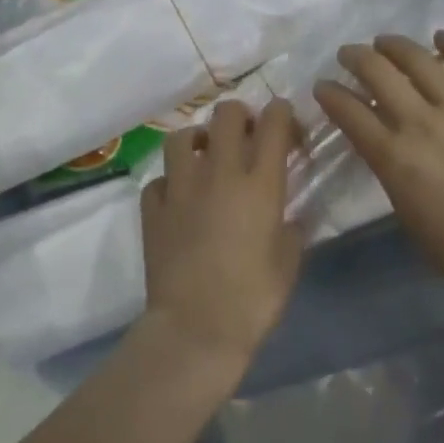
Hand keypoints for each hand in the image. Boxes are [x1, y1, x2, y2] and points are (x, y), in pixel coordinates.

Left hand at [139, 99, 303, 378]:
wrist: (196, 328)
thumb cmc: (253, 298)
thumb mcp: (288, 262)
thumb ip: (291, 230)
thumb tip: (288, 219)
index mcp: (260, 183)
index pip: (273, 123)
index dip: (281, 114)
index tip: (285, 125)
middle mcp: (219, 173)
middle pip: (225, 115)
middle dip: (239, 115)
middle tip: (246, 135)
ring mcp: (180, 188)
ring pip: (181, 137)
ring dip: (197, 140)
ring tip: (205, 157)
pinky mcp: (152, 209)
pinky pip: (158, 180)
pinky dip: (170, 182)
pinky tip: (179, 199)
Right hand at [315, 32, 443, 303]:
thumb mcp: (405, 210)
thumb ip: (391, 170)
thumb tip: (387, 146)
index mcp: (392, 155)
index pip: (349, 112)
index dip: (330, 94)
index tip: (322, 86)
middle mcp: (419, 122)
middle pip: (379, 74)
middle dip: (356, 58)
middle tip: (348, 54)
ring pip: (421, 62)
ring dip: (396, 46)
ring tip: (384, 41)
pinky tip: (441, 36)